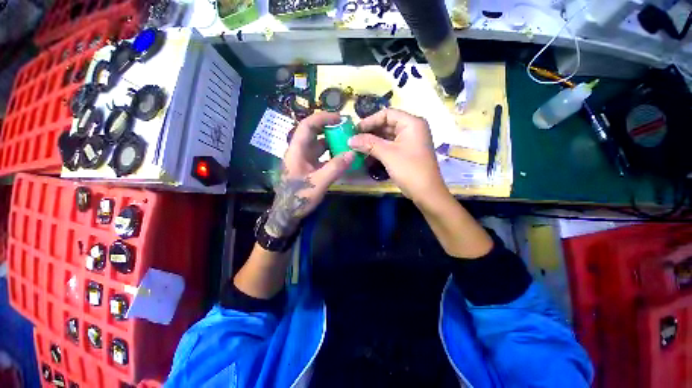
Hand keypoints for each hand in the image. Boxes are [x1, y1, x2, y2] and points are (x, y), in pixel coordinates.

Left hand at [265, 112, 354, 237]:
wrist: (287, 213)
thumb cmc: (299, 197)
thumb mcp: (319, 183)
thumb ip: (335, 168)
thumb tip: (352, 153)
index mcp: (296, 151)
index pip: (307, 126)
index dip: (322, 118)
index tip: (339, 118)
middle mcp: (298, 151)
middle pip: (312, 133)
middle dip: (328, 128)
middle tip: (345, 129)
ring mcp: (302, 159)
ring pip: (317, 144)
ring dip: (330, 141)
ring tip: (346, 141)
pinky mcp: (307, 167)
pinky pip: (319, 155)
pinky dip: (330, 153)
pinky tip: (340, 156)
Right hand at [348, 109, 447, 205]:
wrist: (426, 192)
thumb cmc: (409, 169)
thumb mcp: (388, 154)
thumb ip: (368, 144)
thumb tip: (350, 139)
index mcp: (411, 123)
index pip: (387, 114)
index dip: (370, 120)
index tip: (355, 130)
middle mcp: (412, 129)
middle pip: (387, 124)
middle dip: (370, 132)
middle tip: (354, 139)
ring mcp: (409, 141)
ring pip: (387, 136)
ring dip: (372, 142)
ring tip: (358, 148)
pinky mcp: (406, 152)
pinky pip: (390, 146)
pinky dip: (379, 149)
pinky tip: (367, 155)